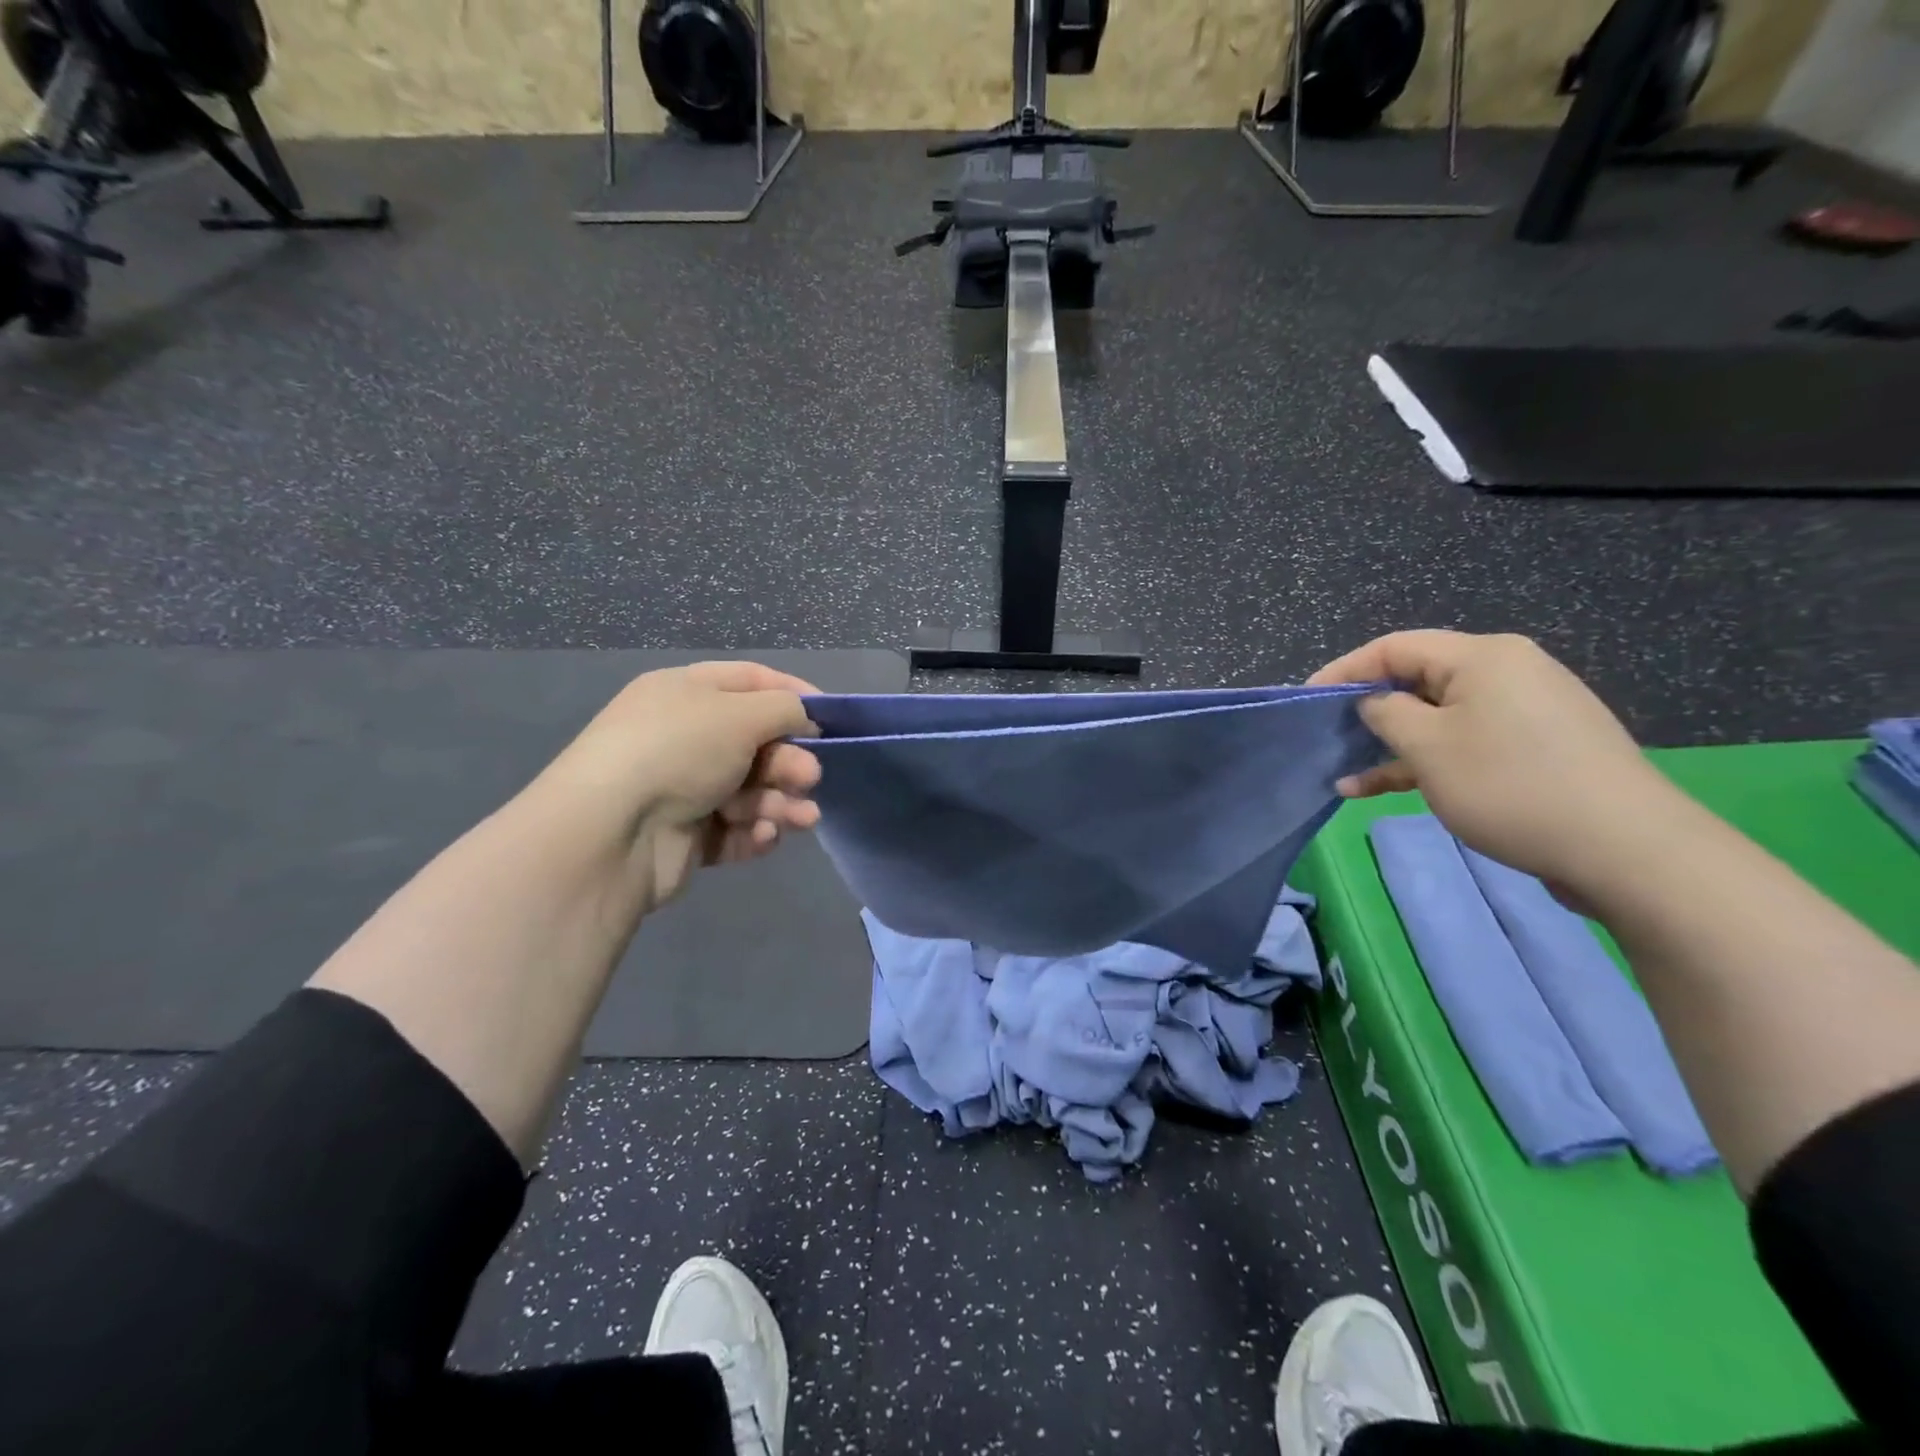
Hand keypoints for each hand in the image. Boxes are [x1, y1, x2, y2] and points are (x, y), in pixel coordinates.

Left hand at [535, 661, 821, 910]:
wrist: (612, 834)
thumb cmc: (678, 752)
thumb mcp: (739, 714)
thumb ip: (785, 709)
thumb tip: (805, 719)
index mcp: (686, 693)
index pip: (751, 681)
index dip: (794, 695)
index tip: (831, 718)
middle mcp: (685, 736)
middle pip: (757, 741)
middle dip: (790, 760)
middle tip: (809, 778)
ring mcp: (684, 788)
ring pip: (753, 790)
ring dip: (782, 801)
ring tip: (801, 817)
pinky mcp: (688, 836)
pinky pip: (736, 828)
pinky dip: (756, 831)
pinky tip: (765, 835)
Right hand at [1307, 631, 1685, 892]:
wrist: (1628, 850)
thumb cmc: (1510, 786)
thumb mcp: (1428, 747)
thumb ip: (1385, 714)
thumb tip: (1374, 702)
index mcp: (1482, 657)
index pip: (1395, 647)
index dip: (1344, 670)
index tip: (1306, 700)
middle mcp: (1508, 671)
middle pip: (1418, 679)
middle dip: (1368, 710)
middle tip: (1329, 738)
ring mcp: (1527, 711)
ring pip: (1439, 717)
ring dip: (1392, 744)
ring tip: (1349, 776)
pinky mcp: (1538, 747)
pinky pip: (1467, 741)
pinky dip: (1428, 761)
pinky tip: (1389, 789)